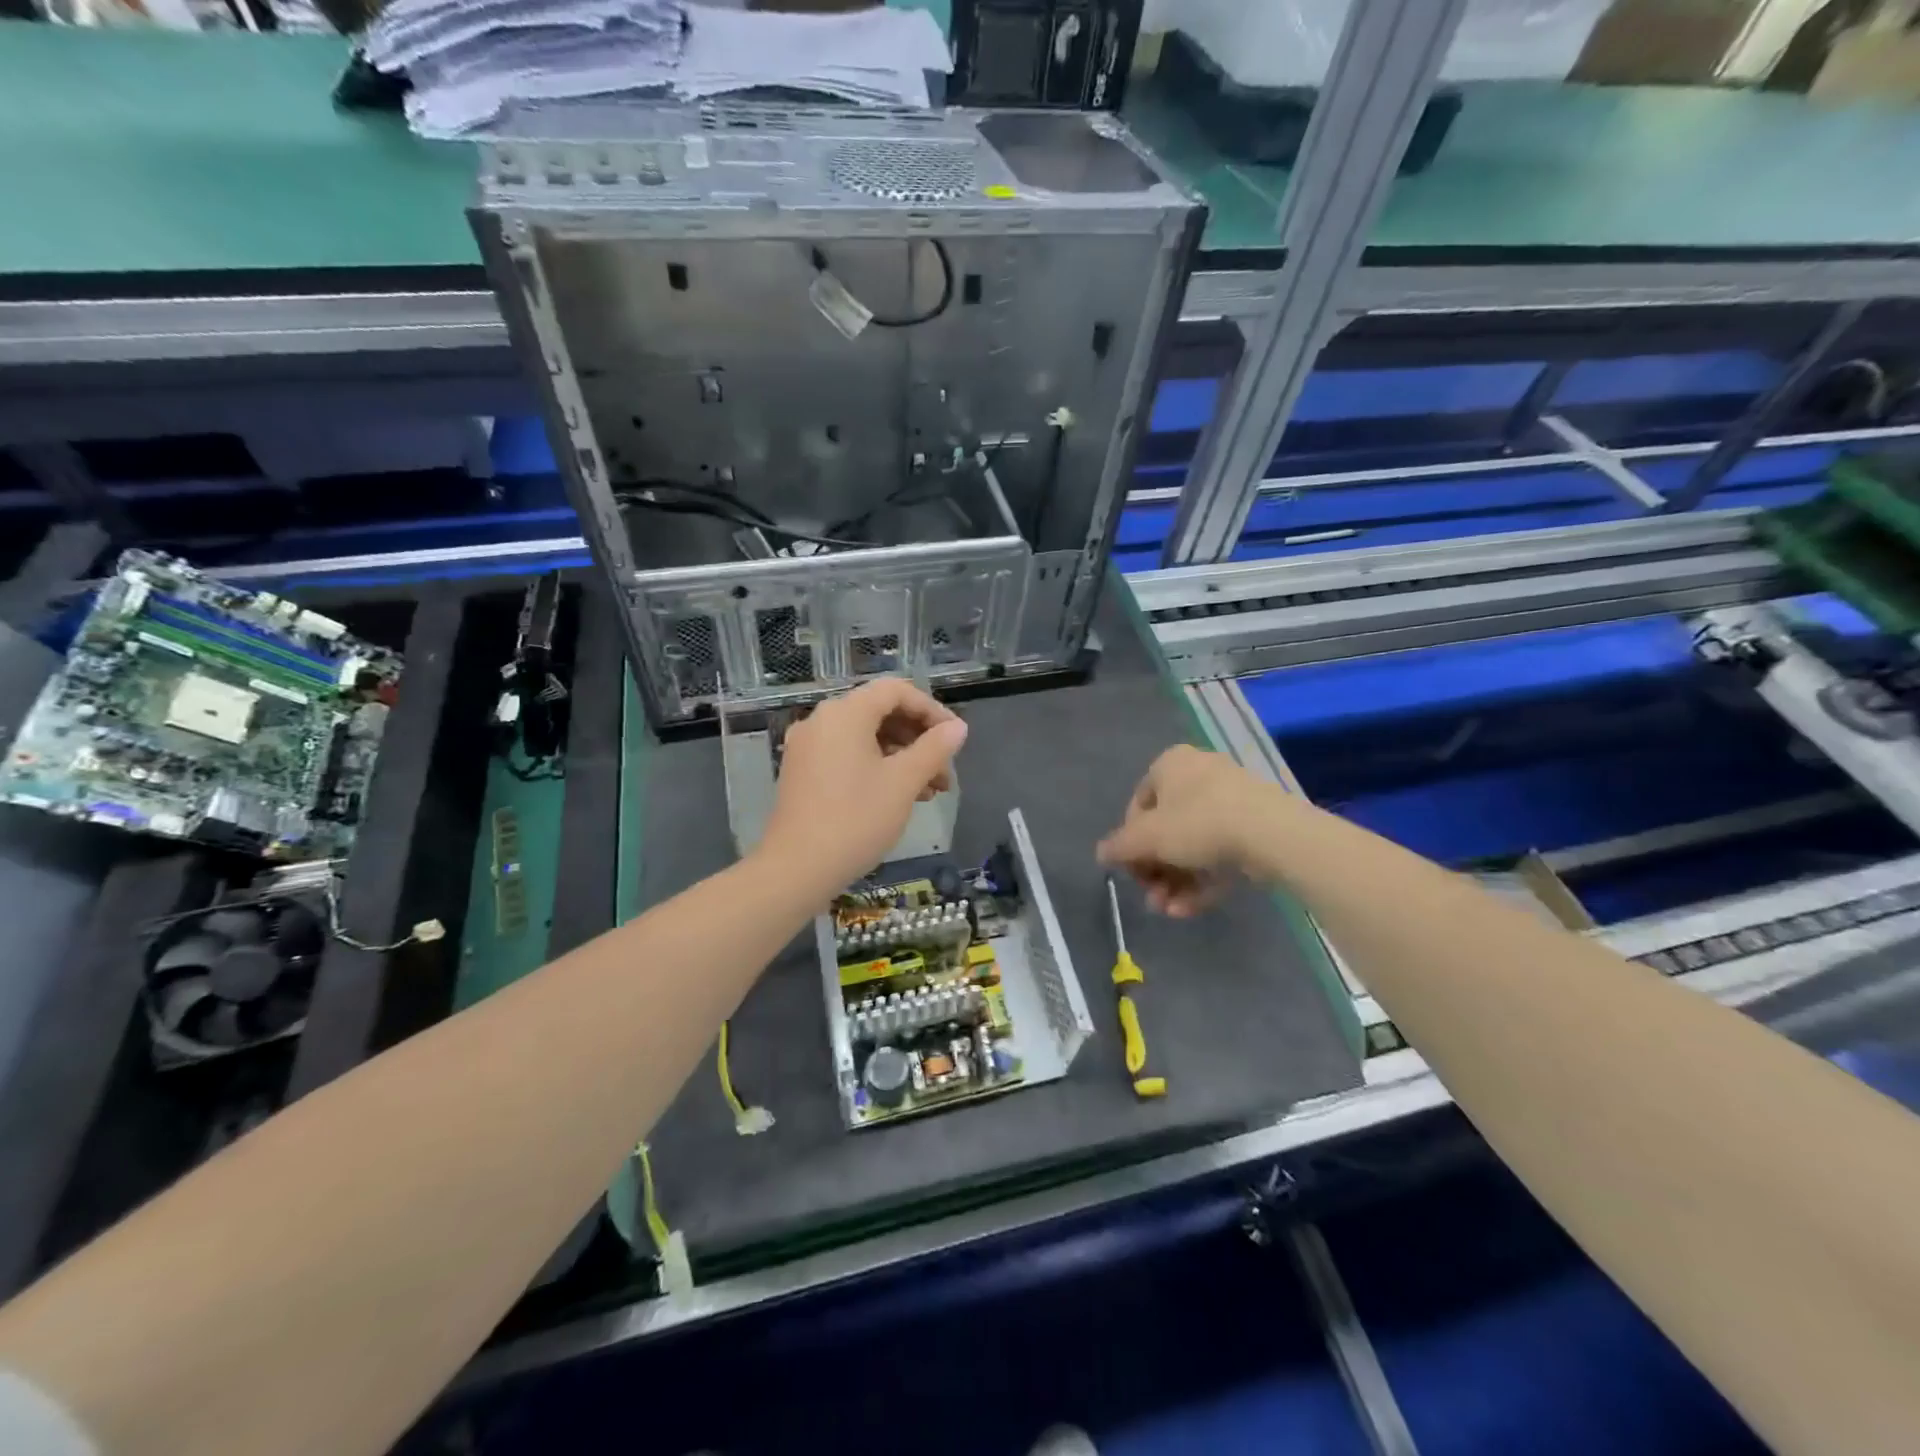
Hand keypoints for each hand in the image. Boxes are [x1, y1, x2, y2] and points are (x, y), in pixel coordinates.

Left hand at [759, 678, 967, 892]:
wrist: (796, 869)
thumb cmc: (856, 819)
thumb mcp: (903, 782)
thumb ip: (934, 749)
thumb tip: (958, 728)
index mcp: (845, 713)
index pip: (896, 691)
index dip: (931, 710)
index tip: (955, 739)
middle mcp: (822, 721)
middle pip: (880, 713)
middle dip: (919, 739)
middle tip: (945, 771)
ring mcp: (808, 747)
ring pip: (866, 737)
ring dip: (902, 756)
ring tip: (930, 791)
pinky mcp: (803, 772)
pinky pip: (847, 755)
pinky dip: (877, 767)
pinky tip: (899, 796)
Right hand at [1096, 745, 1262, 917]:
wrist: (1271, 833)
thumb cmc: (1198, 823)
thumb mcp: (1147, 838)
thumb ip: (1119, 847)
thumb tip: (1101, 854)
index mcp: (1171, 765)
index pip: (1138, 805)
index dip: (1129, 842)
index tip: (1131, 870)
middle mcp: (1199, 776)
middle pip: (1166, 830)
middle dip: (1155, 870)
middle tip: (1151, 897)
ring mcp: (1231, 802)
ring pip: (1193, 847)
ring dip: (1175, 882)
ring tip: (1168, 910)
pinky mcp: (1255, 828)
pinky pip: (1219, 854)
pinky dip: (1202, 882)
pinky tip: (1188, 910)